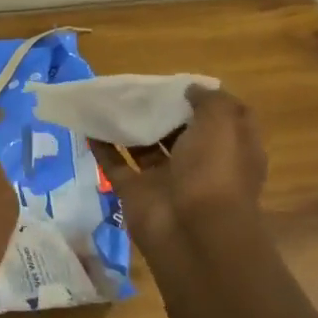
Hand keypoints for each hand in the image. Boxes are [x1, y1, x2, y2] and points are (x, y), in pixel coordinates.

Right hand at [95, 85, 266, 248]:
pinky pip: (115, 165)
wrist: (192, 233)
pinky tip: (87, 124)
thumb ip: (209, 101)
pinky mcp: (135, 192)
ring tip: (108, 99)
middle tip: (137, 87)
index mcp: (229, 150)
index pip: (221, 121)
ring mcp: (166, 180)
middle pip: (179, 132)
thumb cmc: (214, 172)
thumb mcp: (223, 124)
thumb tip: (191, 89)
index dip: (205, 102)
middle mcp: (200, 165)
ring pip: (145, 147)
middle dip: (161, 110)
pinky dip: (101, 146)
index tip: (180, 84)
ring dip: (129, 126)